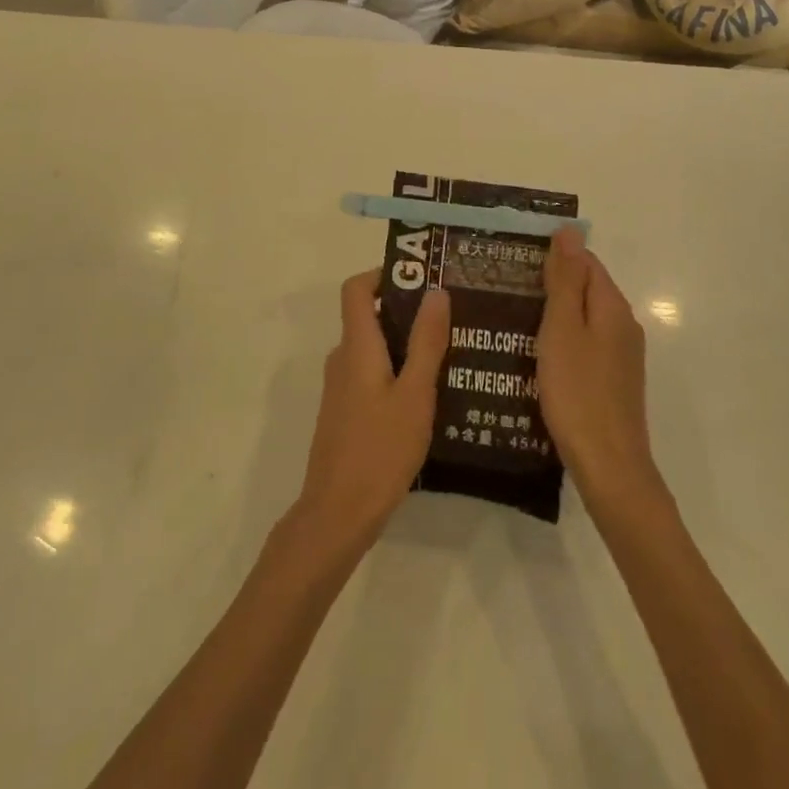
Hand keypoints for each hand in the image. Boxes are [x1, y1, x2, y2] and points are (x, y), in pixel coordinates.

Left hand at [293, 272, 450, 555]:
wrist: (338, 513)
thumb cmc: (380, 449)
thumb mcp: (415, 394)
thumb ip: (426, 342)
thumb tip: (435, 291)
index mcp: (356, 346)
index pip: (356, 289)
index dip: (383, 274)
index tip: (421, 279)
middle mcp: (342, 358)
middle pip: (368, 317)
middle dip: (407, 312)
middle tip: (450, 319)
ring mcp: (340, 387)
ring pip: (373, 349)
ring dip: (405, 345)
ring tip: (449, 356)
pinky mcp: (345, 412)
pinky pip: (371, 375)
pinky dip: (396, 372)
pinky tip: (428, 396)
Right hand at [537, 228, 661, 515]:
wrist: (608, 466)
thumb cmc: (578, 392)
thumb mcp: (562, 328)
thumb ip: (565, 280)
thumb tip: (570, 230)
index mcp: (611, 306)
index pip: (584, 261)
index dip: (552, 256)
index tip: (514, 261)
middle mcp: (623, 325)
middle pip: (586, 288)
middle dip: (550, 283)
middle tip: (505, 288)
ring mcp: (620, 355)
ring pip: (584, 318)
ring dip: (553, 313)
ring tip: (512, 317)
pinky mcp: (612, 380)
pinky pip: (585, 344)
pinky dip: (562, 339)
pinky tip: (536, 353)